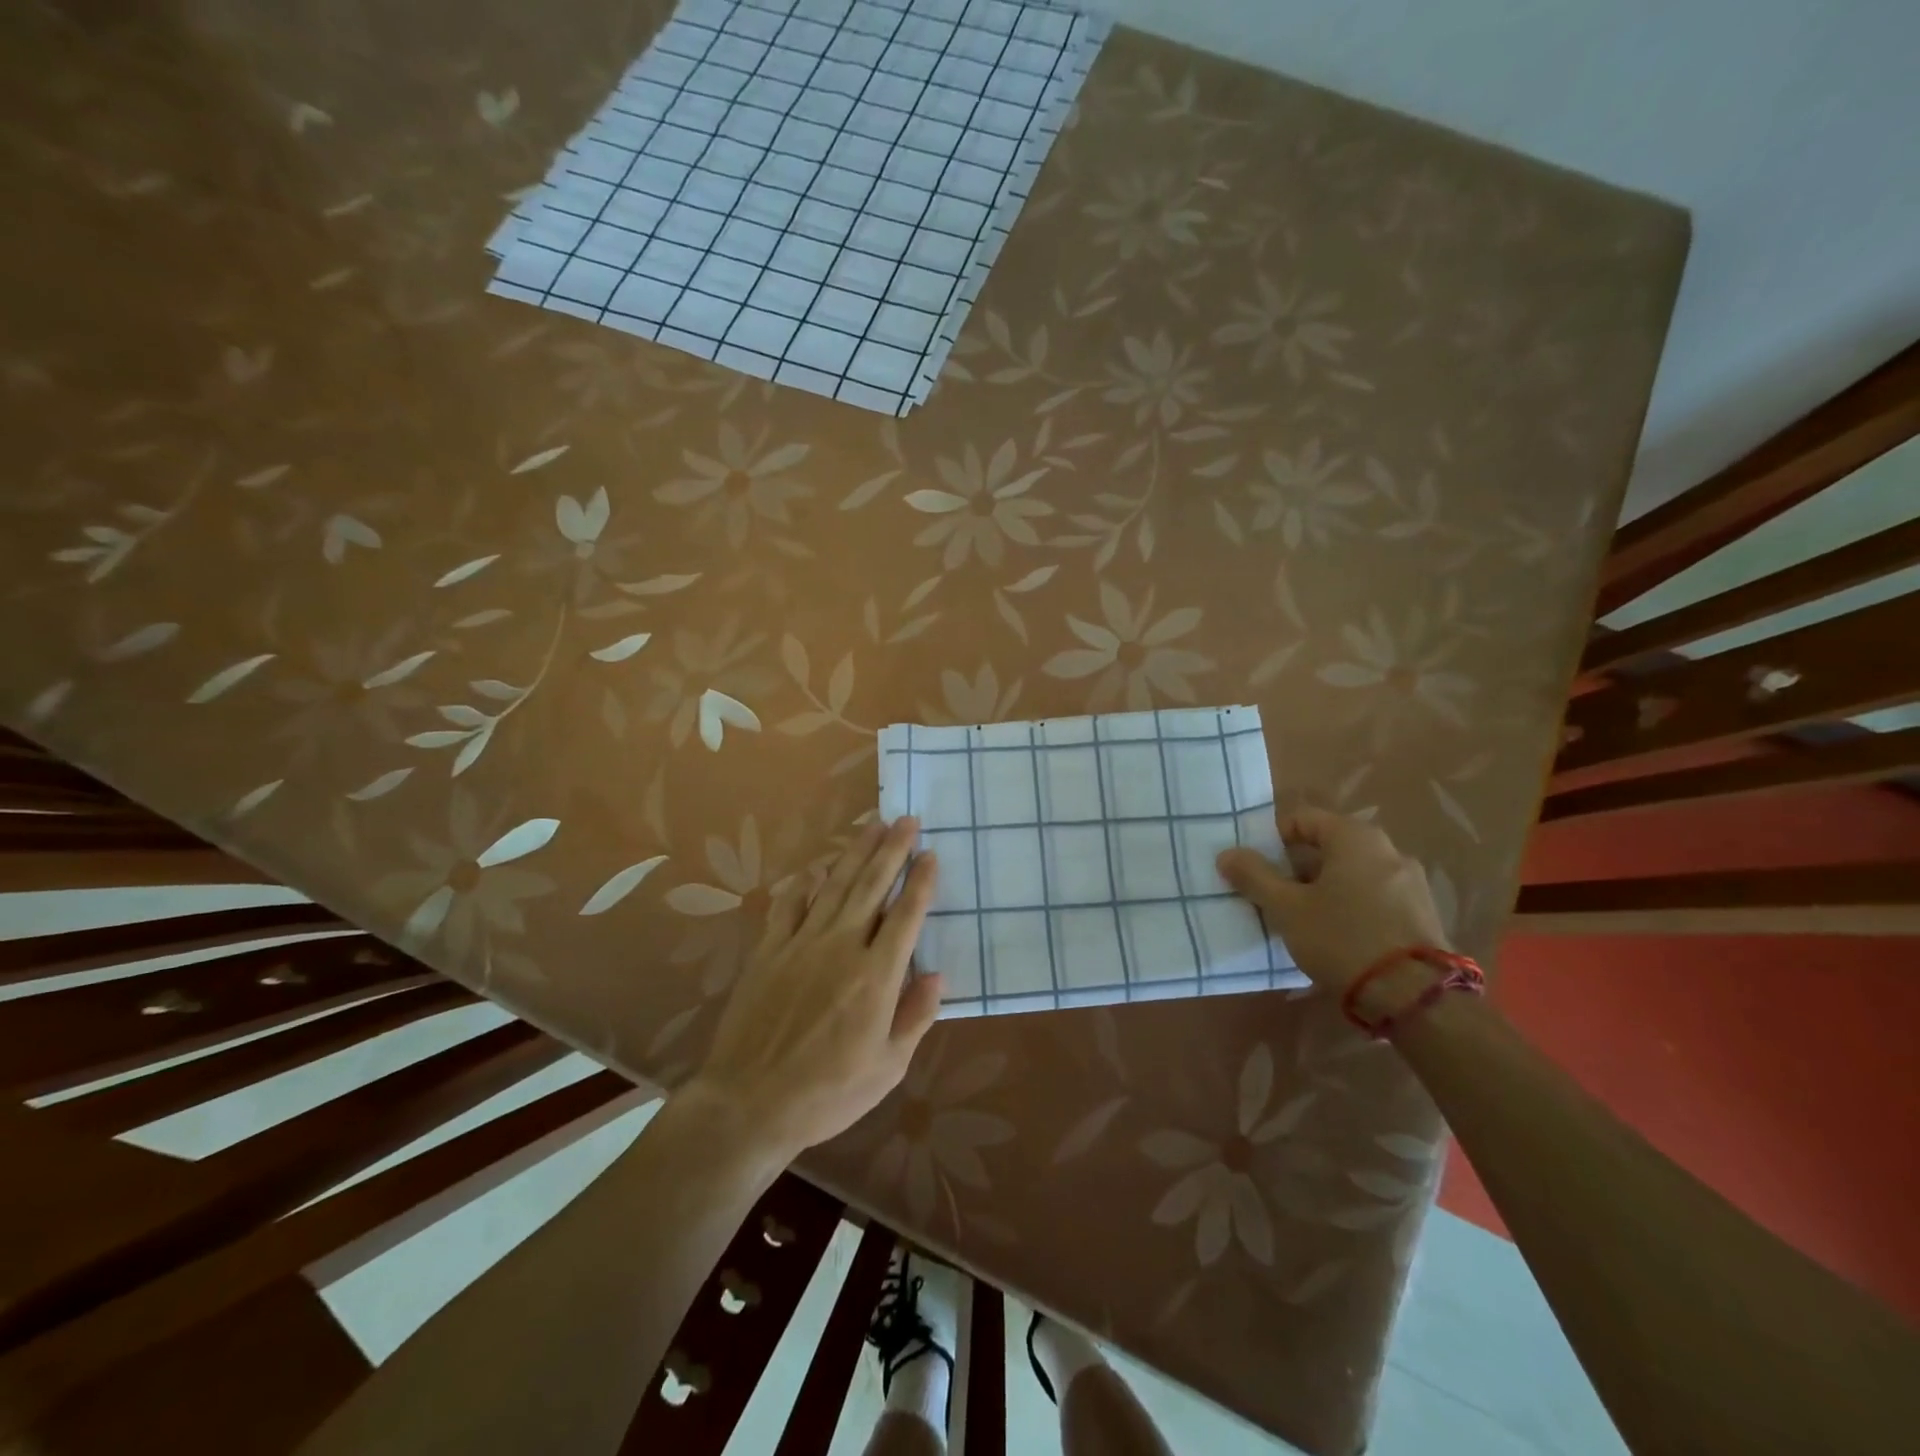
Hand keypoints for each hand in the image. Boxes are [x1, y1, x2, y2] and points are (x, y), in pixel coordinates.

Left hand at [689, 817, 943, 1160]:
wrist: (750, 1103)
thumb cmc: (828, 1093)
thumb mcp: (888, 1068)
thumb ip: (916, 1016)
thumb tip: (937, 974)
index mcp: (876, 976)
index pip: (906, 915)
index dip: (921, 882)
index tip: (931, 854)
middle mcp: (841, 947)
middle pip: (871, 886)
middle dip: (892, 849)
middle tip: (906, 819)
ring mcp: (801, 945)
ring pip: (834, 886)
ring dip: (855, 853)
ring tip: (872, 825)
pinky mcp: (769, 952)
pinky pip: (789, 906)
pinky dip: (803, 883)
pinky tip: (815, 867)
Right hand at [1216, 807, 1448, 995]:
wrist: (1415, 996)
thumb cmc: (1342, 938)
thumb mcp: (1286, 908)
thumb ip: (1254, 876)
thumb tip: (1227, 854)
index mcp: (1355, 837)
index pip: (1302, 818)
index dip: (1272, 839)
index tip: (1255, 868)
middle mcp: (1388, 849)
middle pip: (1328, 846)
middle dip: (1296, 867)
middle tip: (1273, 895)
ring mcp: (1411, 882)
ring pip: (1351, 873)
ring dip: (1323, 888)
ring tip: (1302, 920)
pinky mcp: (1422, 914)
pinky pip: (1374, 897)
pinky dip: (1350, 906)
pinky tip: (1337, 936)